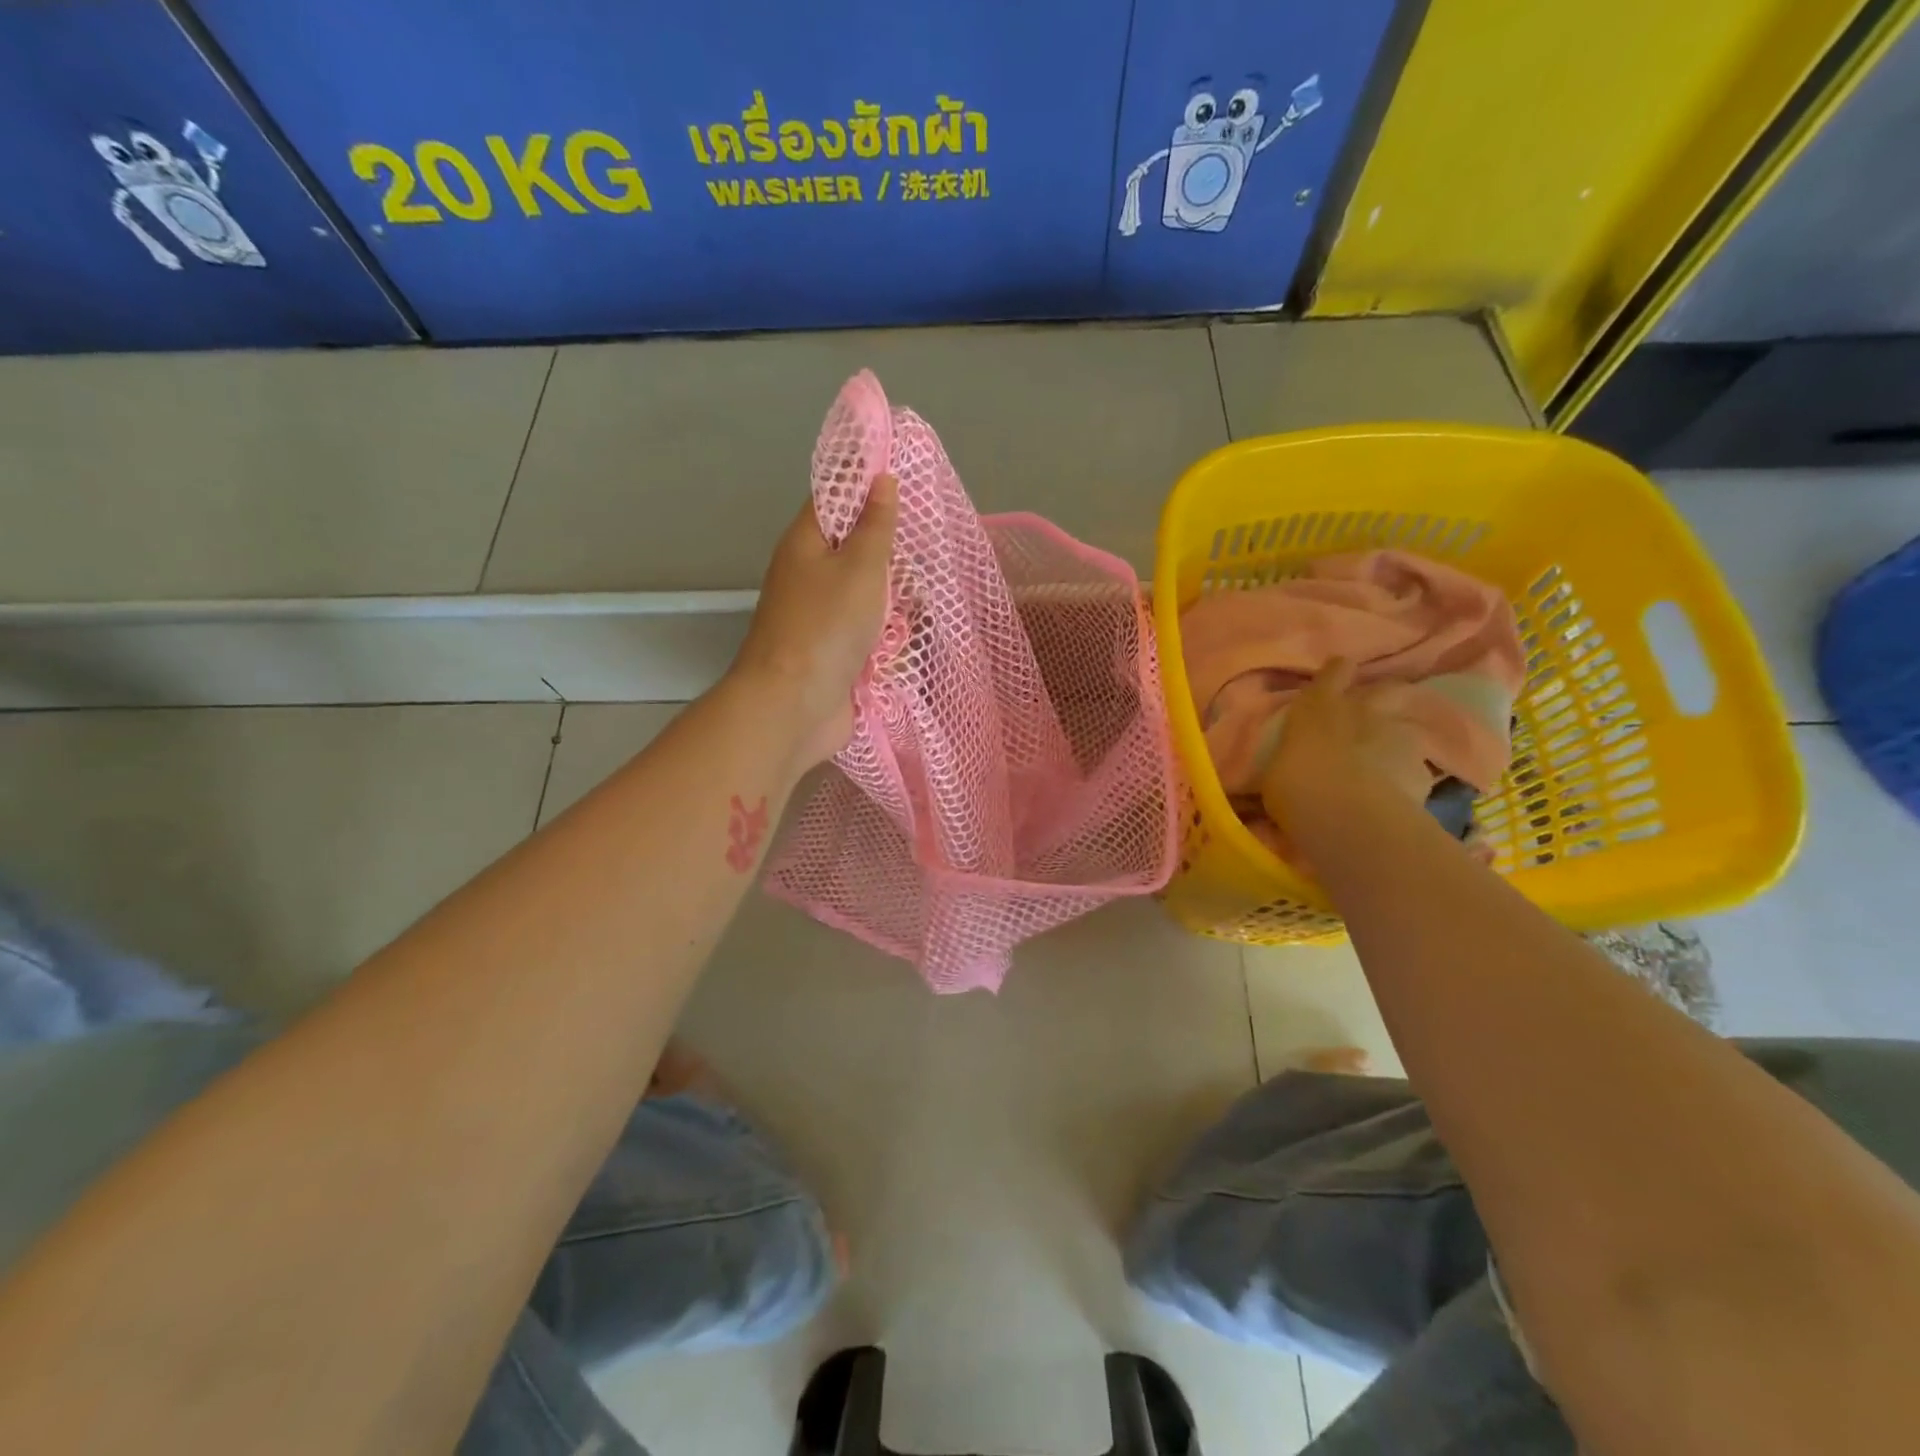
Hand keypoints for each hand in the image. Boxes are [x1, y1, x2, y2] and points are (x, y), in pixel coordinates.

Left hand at [730, 474, 898, 767]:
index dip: (868, 486)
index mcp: (806, 544)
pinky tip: (911, 636)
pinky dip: (888, 634)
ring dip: (894, 598)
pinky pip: (868, 632)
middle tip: (928, 547)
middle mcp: (809, 576)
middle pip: (855, 550)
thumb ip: (875, 525)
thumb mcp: (860, 566)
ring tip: (926, 597)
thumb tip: (880, 479)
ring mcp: (821, 618)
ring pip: (867, 595)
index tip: (907, 481)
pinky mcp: (835, 653)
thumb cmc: (826, 626)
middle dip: (891, 553)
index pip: (835, 498)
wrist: (794, 706)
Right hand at [1260, 658, 1432, 837]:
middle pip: (1384, 690)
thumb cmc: (1295, 786)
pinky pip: (1415, 768)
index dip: (1337, 674)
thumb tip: (1289, 766)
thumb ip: (1290, 759)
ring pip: (1403, 728)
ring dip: (1395, 740)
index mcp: (1318, 706)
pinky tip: (1396, 796)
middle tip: (1369, 718)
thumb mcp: (1276, 772)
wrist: (1349, 816)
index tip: (1337, 675)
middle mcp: (1363, 710)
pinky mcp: (1423, 768)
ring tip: (1384, 763)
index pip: (1333, 673)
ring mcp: (1398, 735)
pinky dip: (1406, 777)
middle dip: (1379, 699)